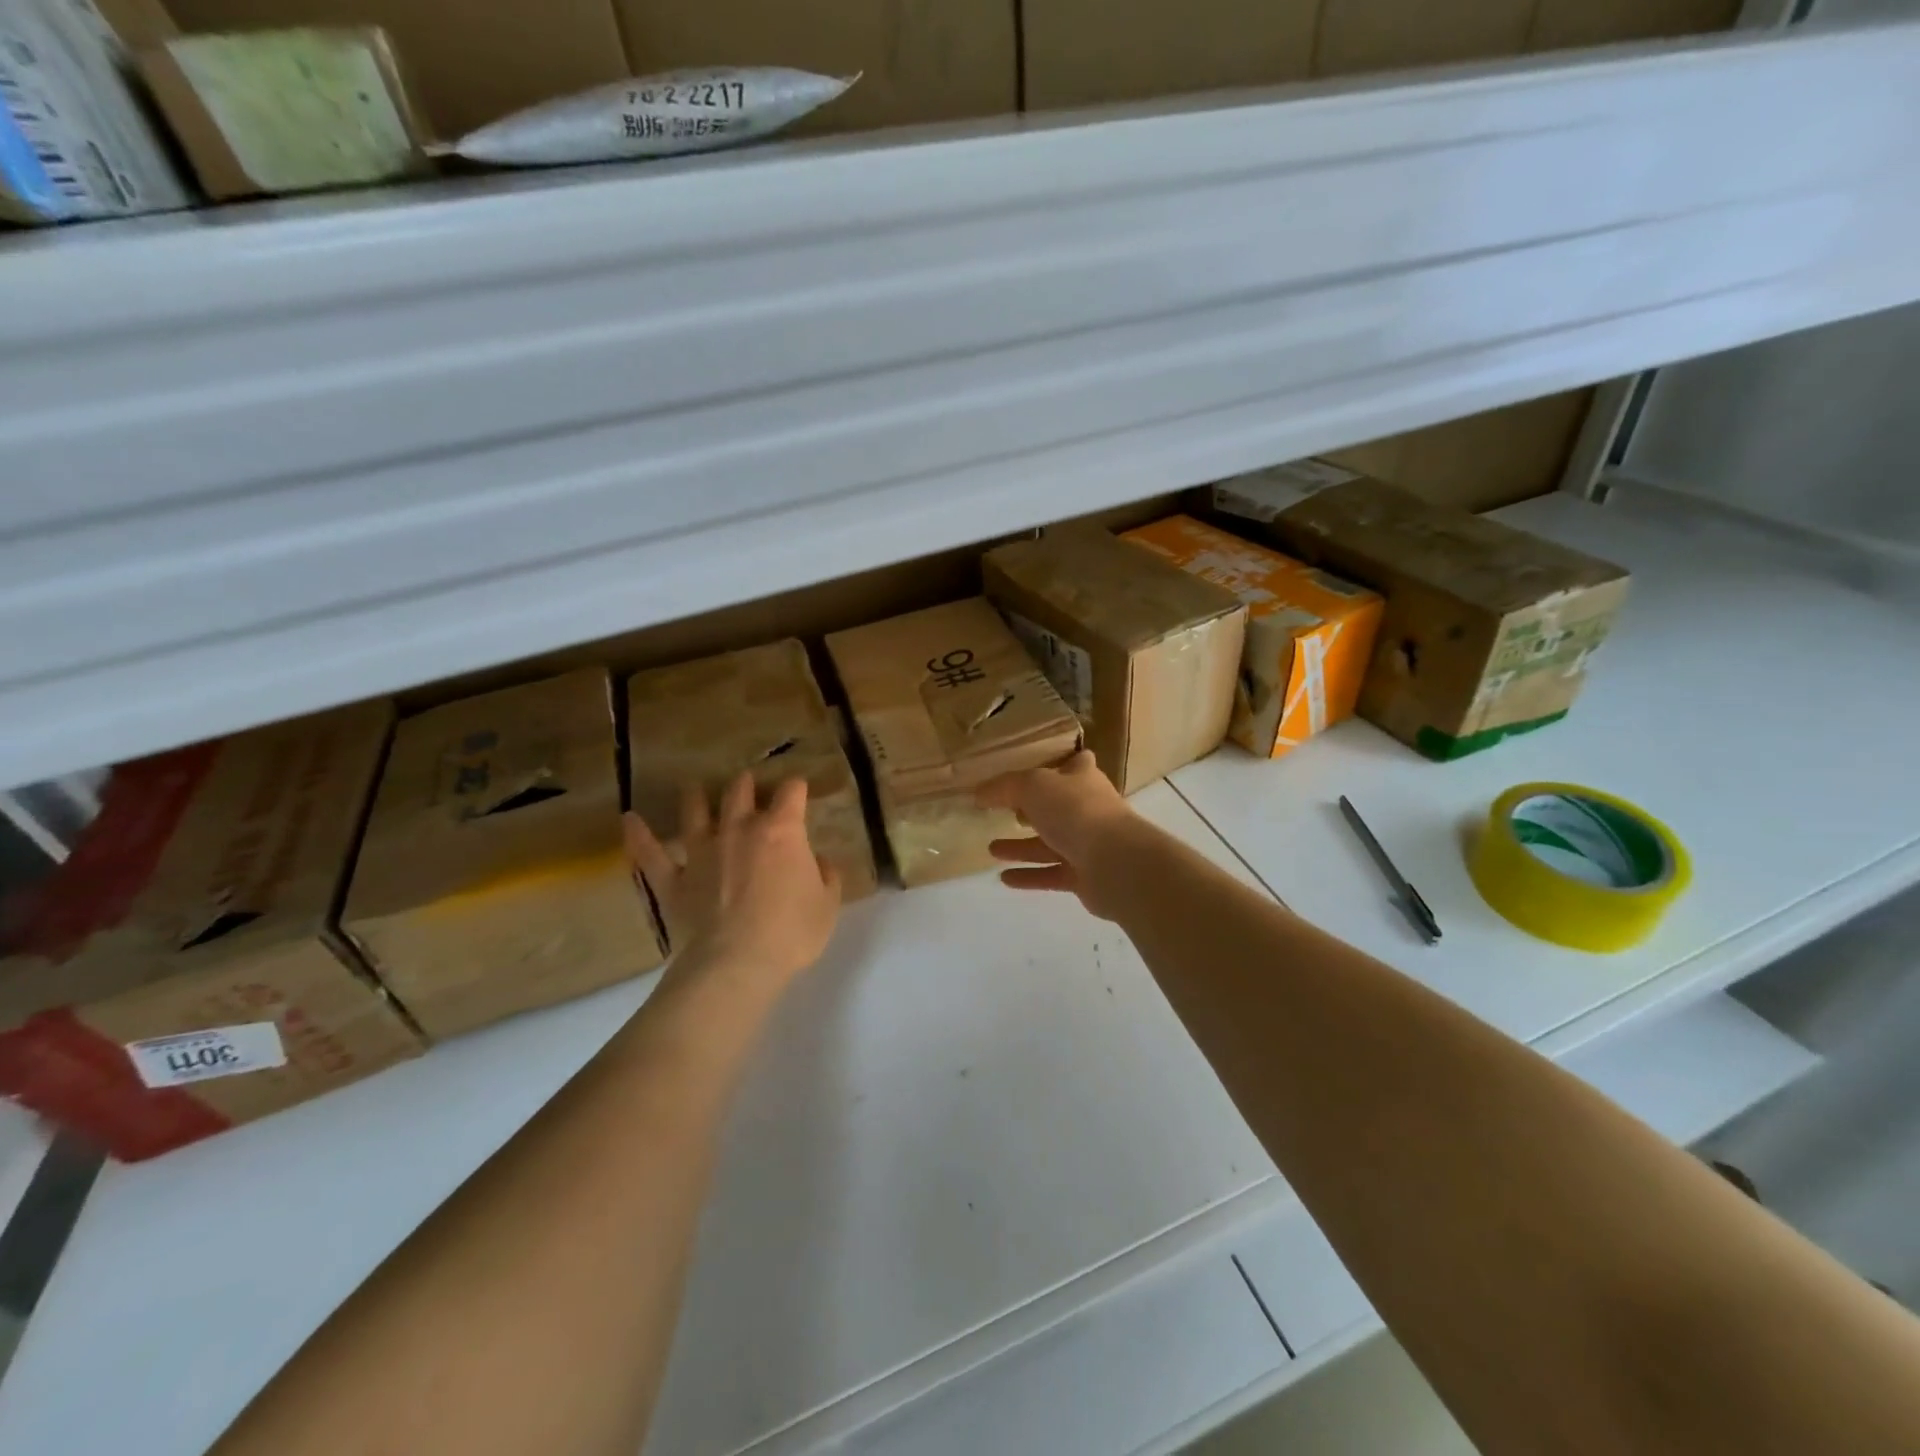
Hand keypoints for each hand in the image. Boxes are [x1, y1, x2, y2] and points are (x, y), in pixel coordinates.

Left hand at [625, 773, 841, 996]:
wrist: (737, 963)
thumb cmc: (791, 932)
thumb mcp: (827, 904)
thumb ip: (826, 876)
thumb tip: (819, 862)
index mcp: (782, 831)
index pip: (792, 793)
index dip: (797, 788)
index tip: (799, 790)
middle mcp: (739, 830)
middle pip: (740, 791)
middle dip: (746, 783)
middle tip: (749, 783)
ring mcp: (702, 852)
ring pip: (695, 812)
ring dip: (696, 797)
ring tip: (696, 787)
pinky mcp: (674, 879)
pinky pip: (650, 853)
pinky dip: (639, 835)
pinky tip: (630, 819)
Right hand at [977, 751, 1149, 920]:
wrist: (1116, 863)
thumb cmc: (1076, 811)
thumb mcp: (1033, 787)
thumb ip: (1004, 787)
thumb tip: (979, 793)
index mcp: (1083, 779)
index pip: (1075, 763)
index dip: (1058, 763)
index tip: (1033, 767)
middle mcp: (1088, 809)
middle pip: (1058, 806)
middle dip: (1030, 809)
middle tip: (1001, 812)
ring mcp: (1088, 844)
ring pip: (1049, 843)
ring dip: (1021, 846)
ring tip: (991, 848)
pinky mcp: (1084, 876)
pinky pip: (1050, 874)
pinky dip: (1028, 875)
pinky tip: (1003, 878)